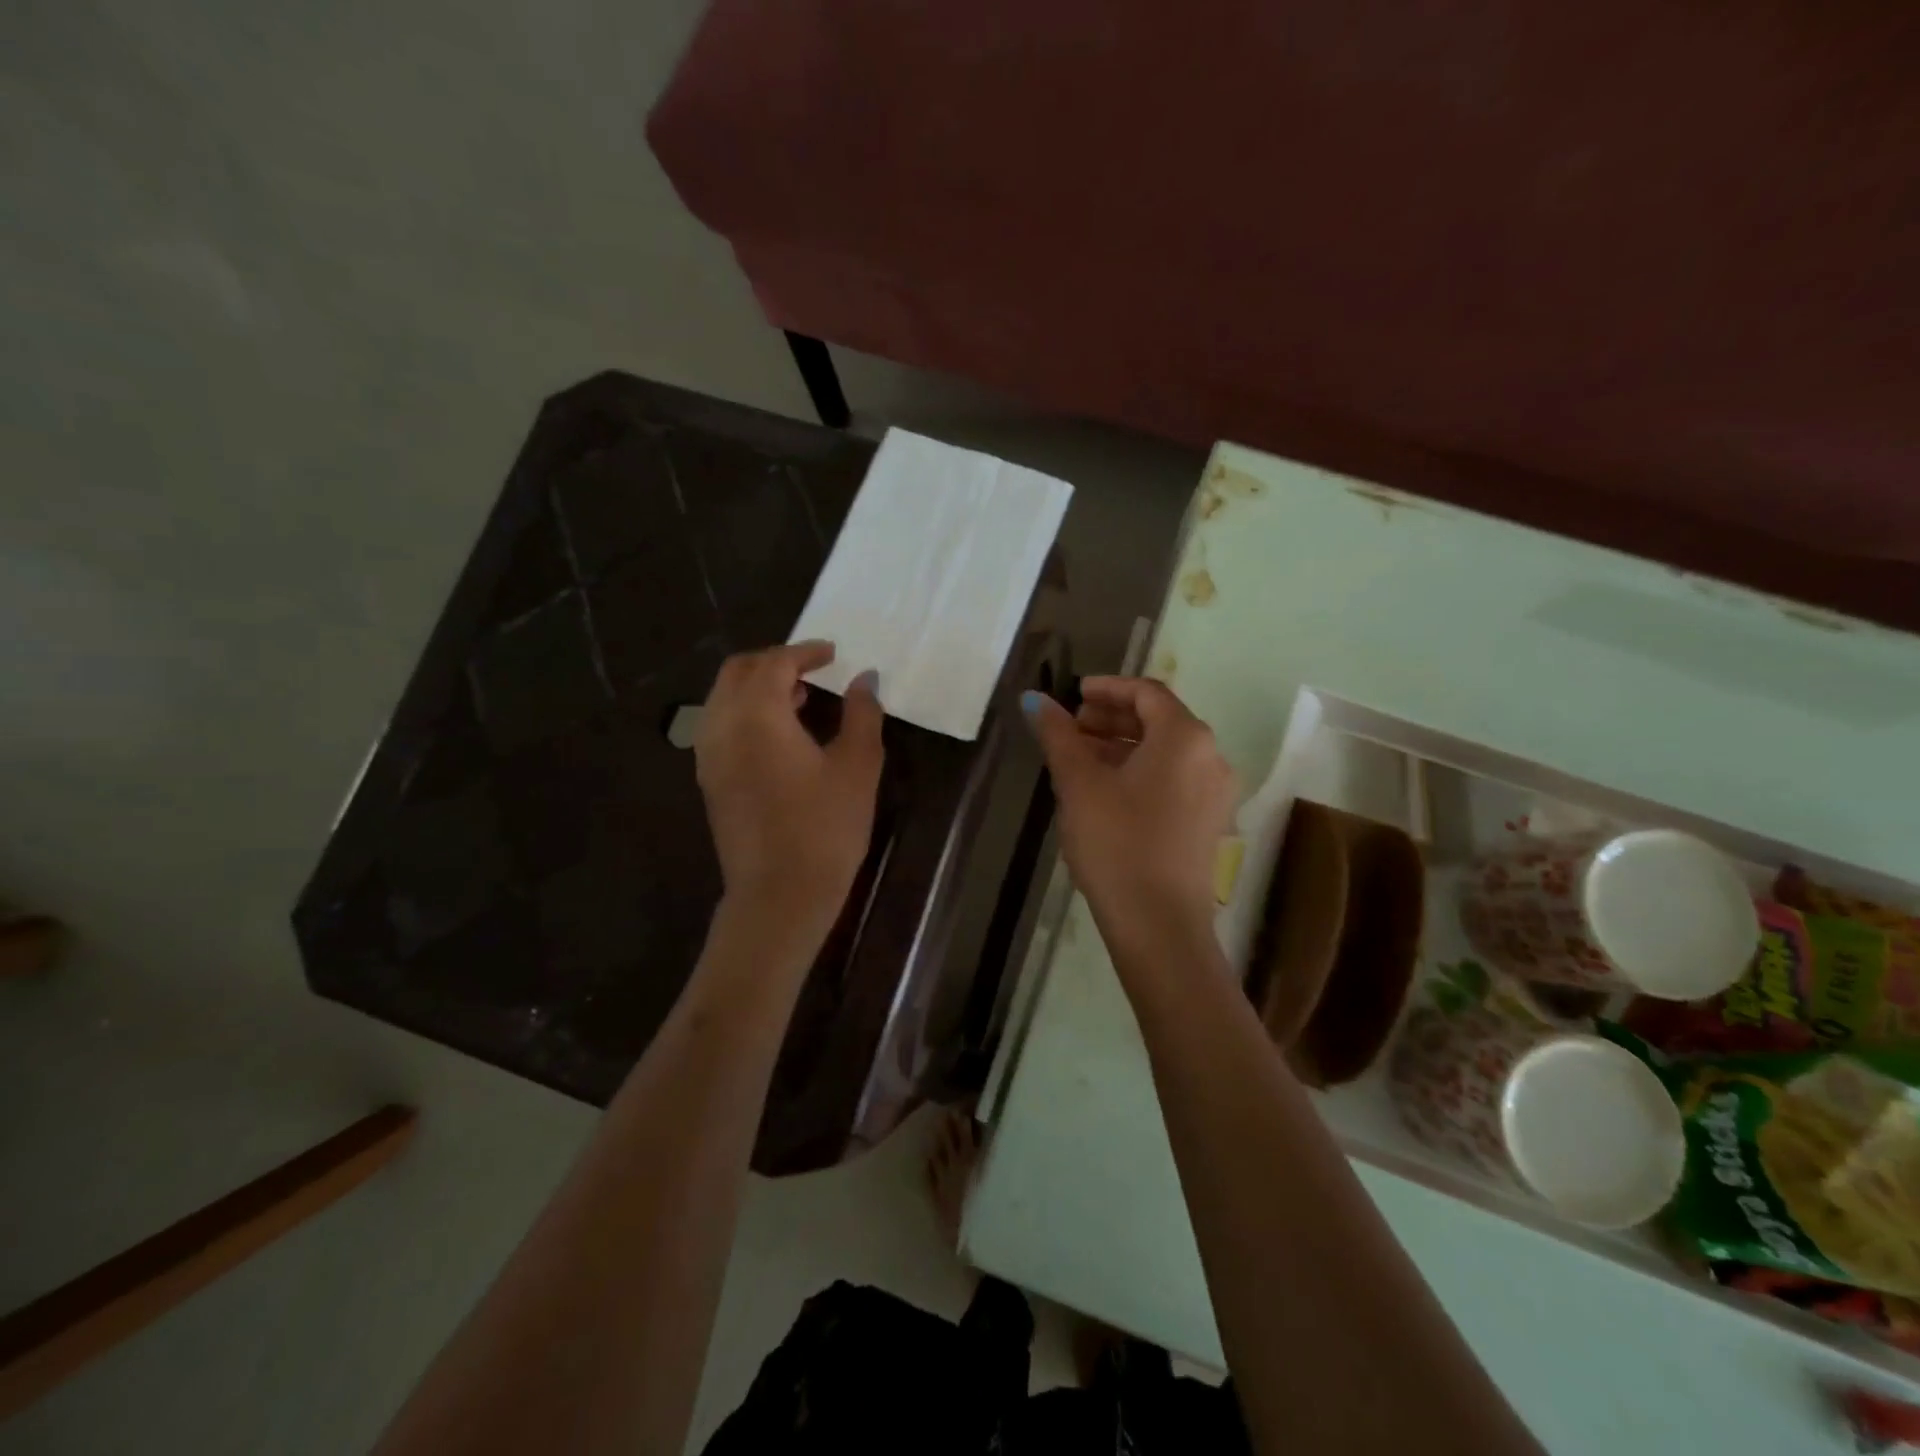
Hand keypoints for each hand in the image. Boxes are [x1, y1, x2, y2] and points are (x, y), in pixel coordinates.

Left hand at [695, 642, 883, 928]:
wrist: (780, 895)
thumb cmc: (826, 828)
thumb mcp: (857, 767)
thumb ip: (862, 714)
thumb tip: (865, 678)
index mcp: (758, 715)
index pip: (774, 663)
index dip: (805, 652)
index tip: (832, 653)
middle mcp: (722, 726)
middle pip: (738, 671)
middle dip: (773, 661)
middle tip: (812, 669)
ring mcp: (709, 755)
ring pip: (723, 698)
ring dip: (756, 686)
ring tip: (799, 698)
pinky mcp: (709, 780)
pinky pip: (720, 725)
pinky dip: (745, 712)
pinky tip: (778, 734)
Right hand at [1024, 676, 1236, 943]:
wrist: (1159, 924)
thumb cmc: (1117, 842)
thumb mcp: (1079, 784)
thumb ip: (1058, 735)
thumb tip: (1034, 699)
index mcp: (1185, 737)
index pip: (1146, 692)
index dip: (1107, 687)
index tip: (1074, 694)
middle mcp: (1211, 757)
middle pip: (1159, 720)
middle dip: (1112, 717)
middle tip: (1072, 727)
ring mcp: (1215, 793)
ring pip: (1165, 752)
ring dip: (1123, 746)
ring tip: (1080, 759)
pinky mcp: (1208, 823)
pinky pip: (1173, 779)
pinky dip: (1140, 772)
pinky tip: (1105, 791)